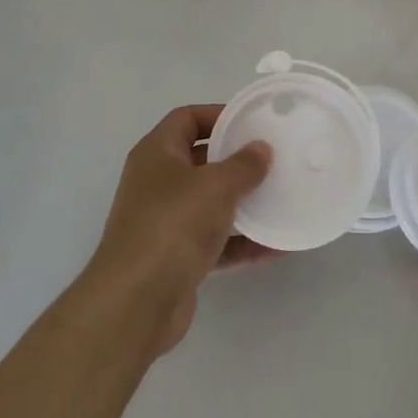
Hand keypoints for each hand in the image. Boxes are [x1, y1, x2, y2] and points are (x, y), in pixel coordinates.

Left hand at [85, 105, 274, 354]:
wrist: (136, 302)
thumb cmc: (173, 224)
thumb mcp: (216, 185)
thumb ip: (243, 164)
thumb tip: (261, 149)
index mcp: (157, 153)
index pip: (187, 119)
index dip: (219, 115)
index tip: (254, 123)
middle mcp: (157, 183)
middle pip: (200, 160)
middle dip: (236, 160)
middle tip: (273, 159)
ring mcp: (165, 222)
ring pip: (210, 203)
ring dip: (243, 202)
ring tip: (281, 197)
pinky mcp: (176, 258)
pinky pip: (215, 241)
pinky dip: (242, 241)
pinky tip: (276, 245)